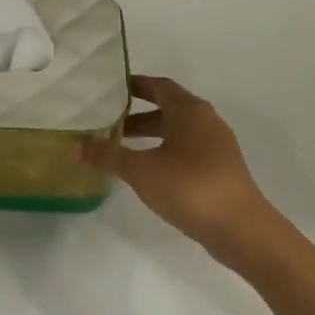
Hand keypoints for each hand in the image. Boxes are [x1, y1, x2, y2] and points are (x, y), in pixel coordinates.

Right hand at [85, 76, 275, 261]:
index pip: (159, 86)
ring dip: (149, 136)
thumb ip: (107, 156)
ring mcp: (216, 147)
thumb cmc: (190, 187)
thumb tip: (73, 147)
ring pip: (176, 132)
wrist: (241, 229)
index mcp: (190, 111)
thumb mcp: (141, 170)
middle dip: (136, 115)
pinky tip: (145, 172)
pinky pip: (185, 151)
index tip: (108, 89)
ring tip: (119, 149)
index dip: (134, 85)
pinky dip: (163, 152)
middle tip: (105, 122)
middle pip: (167, 109)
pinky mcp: (219, 170)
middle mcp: (206, 122)